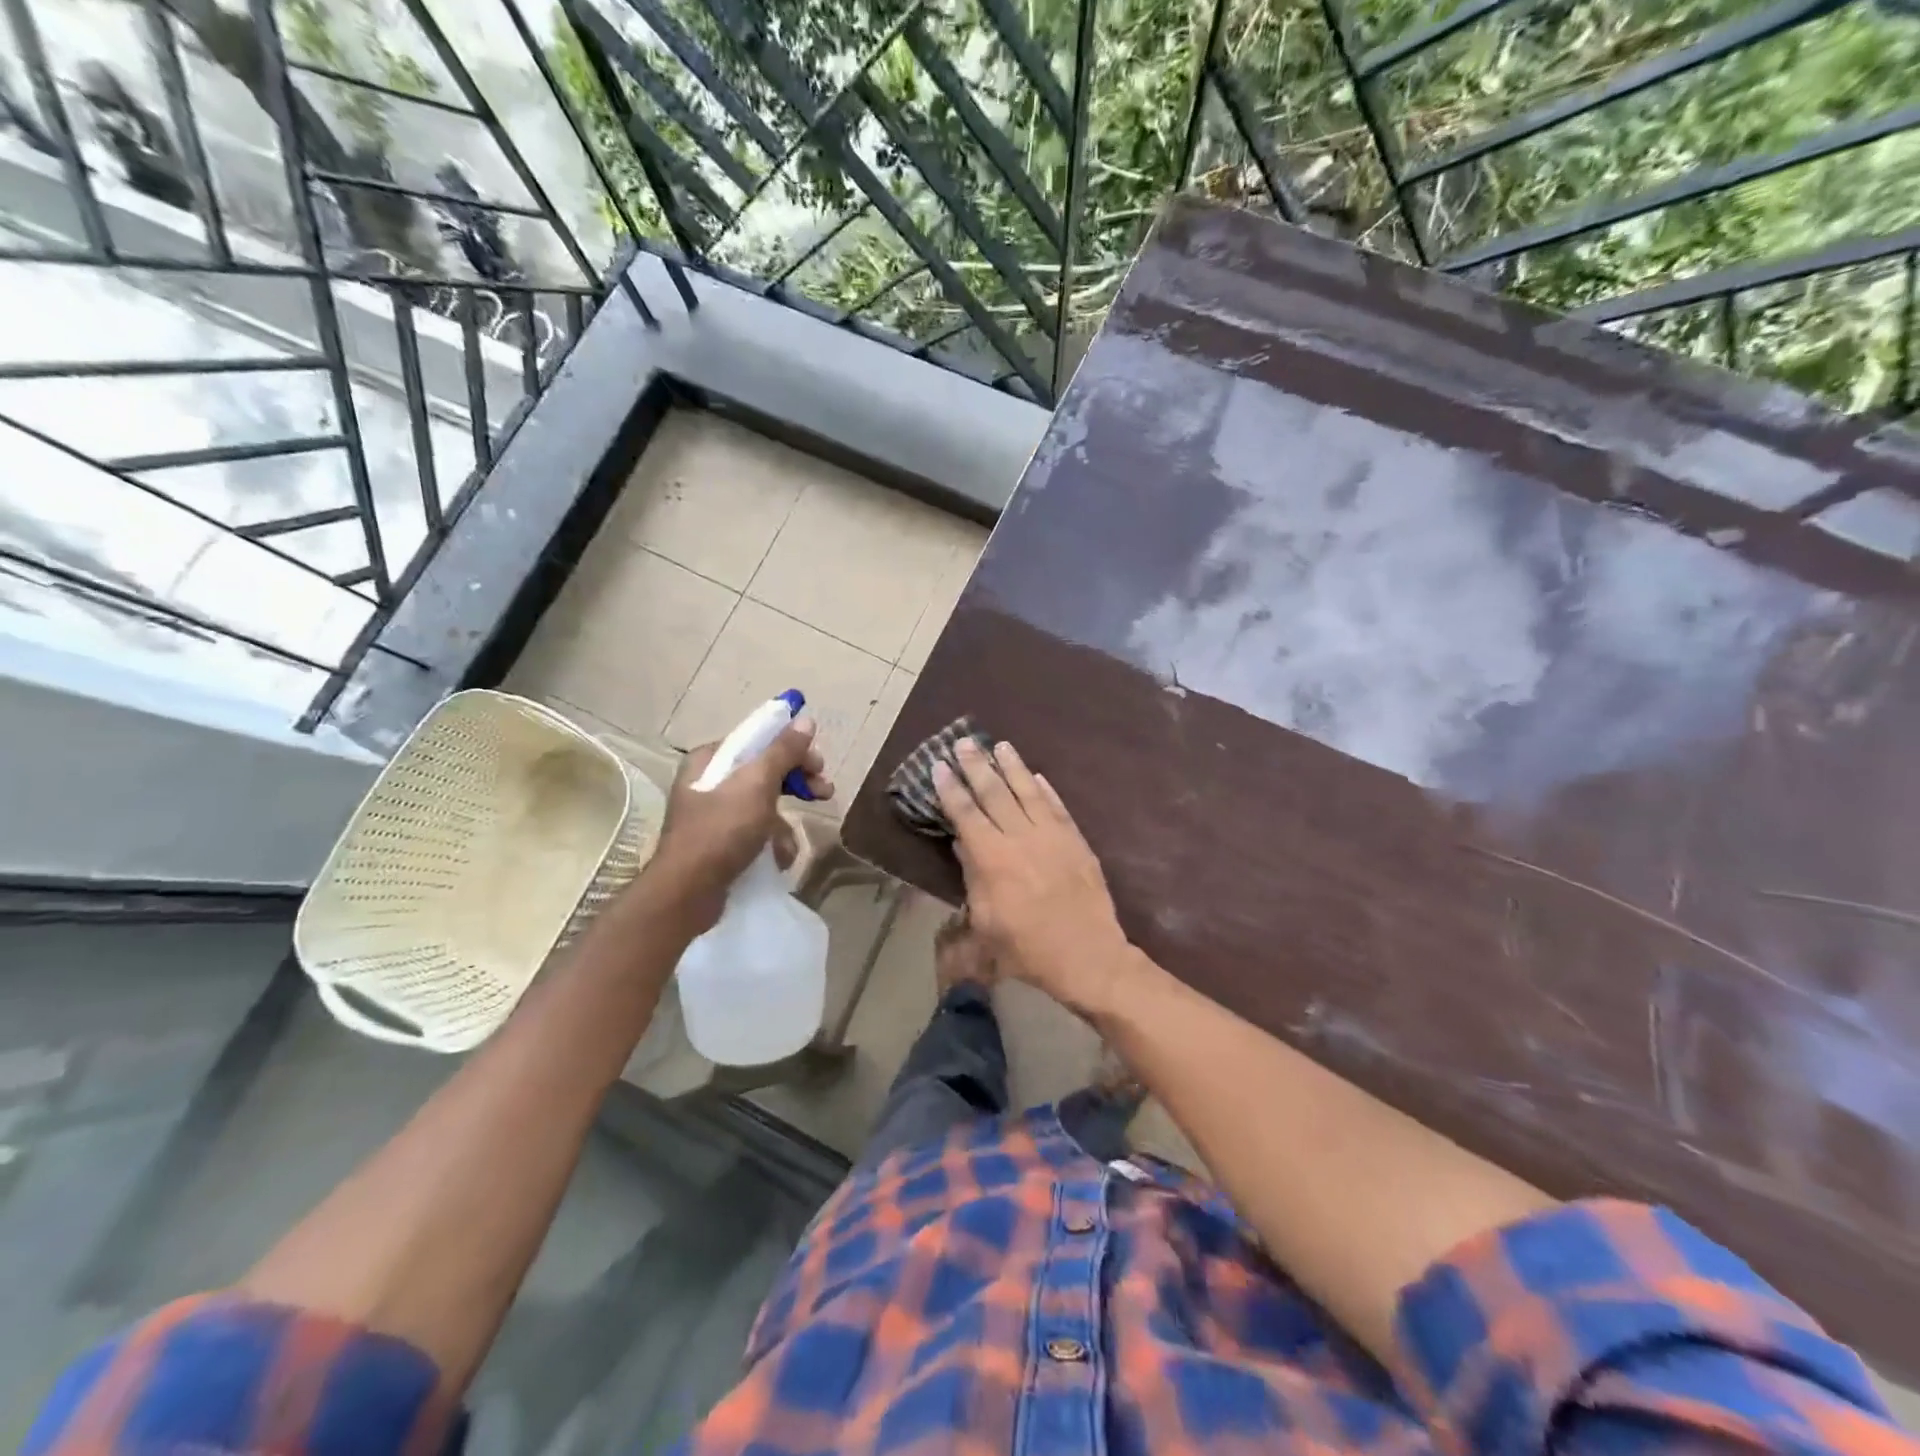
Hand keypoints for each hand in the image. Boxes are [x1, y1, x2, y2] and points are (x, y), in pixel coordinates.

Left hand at [646, 717, 831, 930]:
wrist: (688, 893)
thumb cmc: (721, 831)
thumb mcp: (757, 784)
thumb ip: (783, 751)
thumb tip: (805, 719)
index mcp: (711, 759)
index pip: (759, 740)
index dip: (793, 748)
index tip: (819, 764)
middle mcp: (710, 781)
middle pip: (765, 771)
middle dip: (796, 784)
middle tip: (824, 792)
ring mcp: (715, 814)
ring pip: (765, 805)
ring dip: (785, 822)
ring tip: (791, 842)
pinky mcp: (721, 843)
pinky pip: (756, 832)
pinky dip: (771, 842)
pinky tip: (778, 858)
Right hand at [933, 738, 1133, 1016]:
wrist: (1088, 955)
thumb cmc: (1027, 949)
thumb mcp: (985, 923)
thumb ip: (973, 879)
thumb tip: (964, 844)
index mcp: (992, 858)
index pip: (966, 814)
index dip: (951, 789)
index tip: (940, 766)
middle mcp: (1020, 837)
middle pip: (994, 793)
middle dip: (977, 765)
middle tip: (965, 742)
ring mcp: (1052, 835)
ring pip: (1027, 791)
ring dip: (1012, 766)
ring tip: (1000, 745)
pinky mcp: (1076, 840)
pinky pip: (1057, 806)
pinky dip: (1045, 789)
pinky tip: (1036, 775)